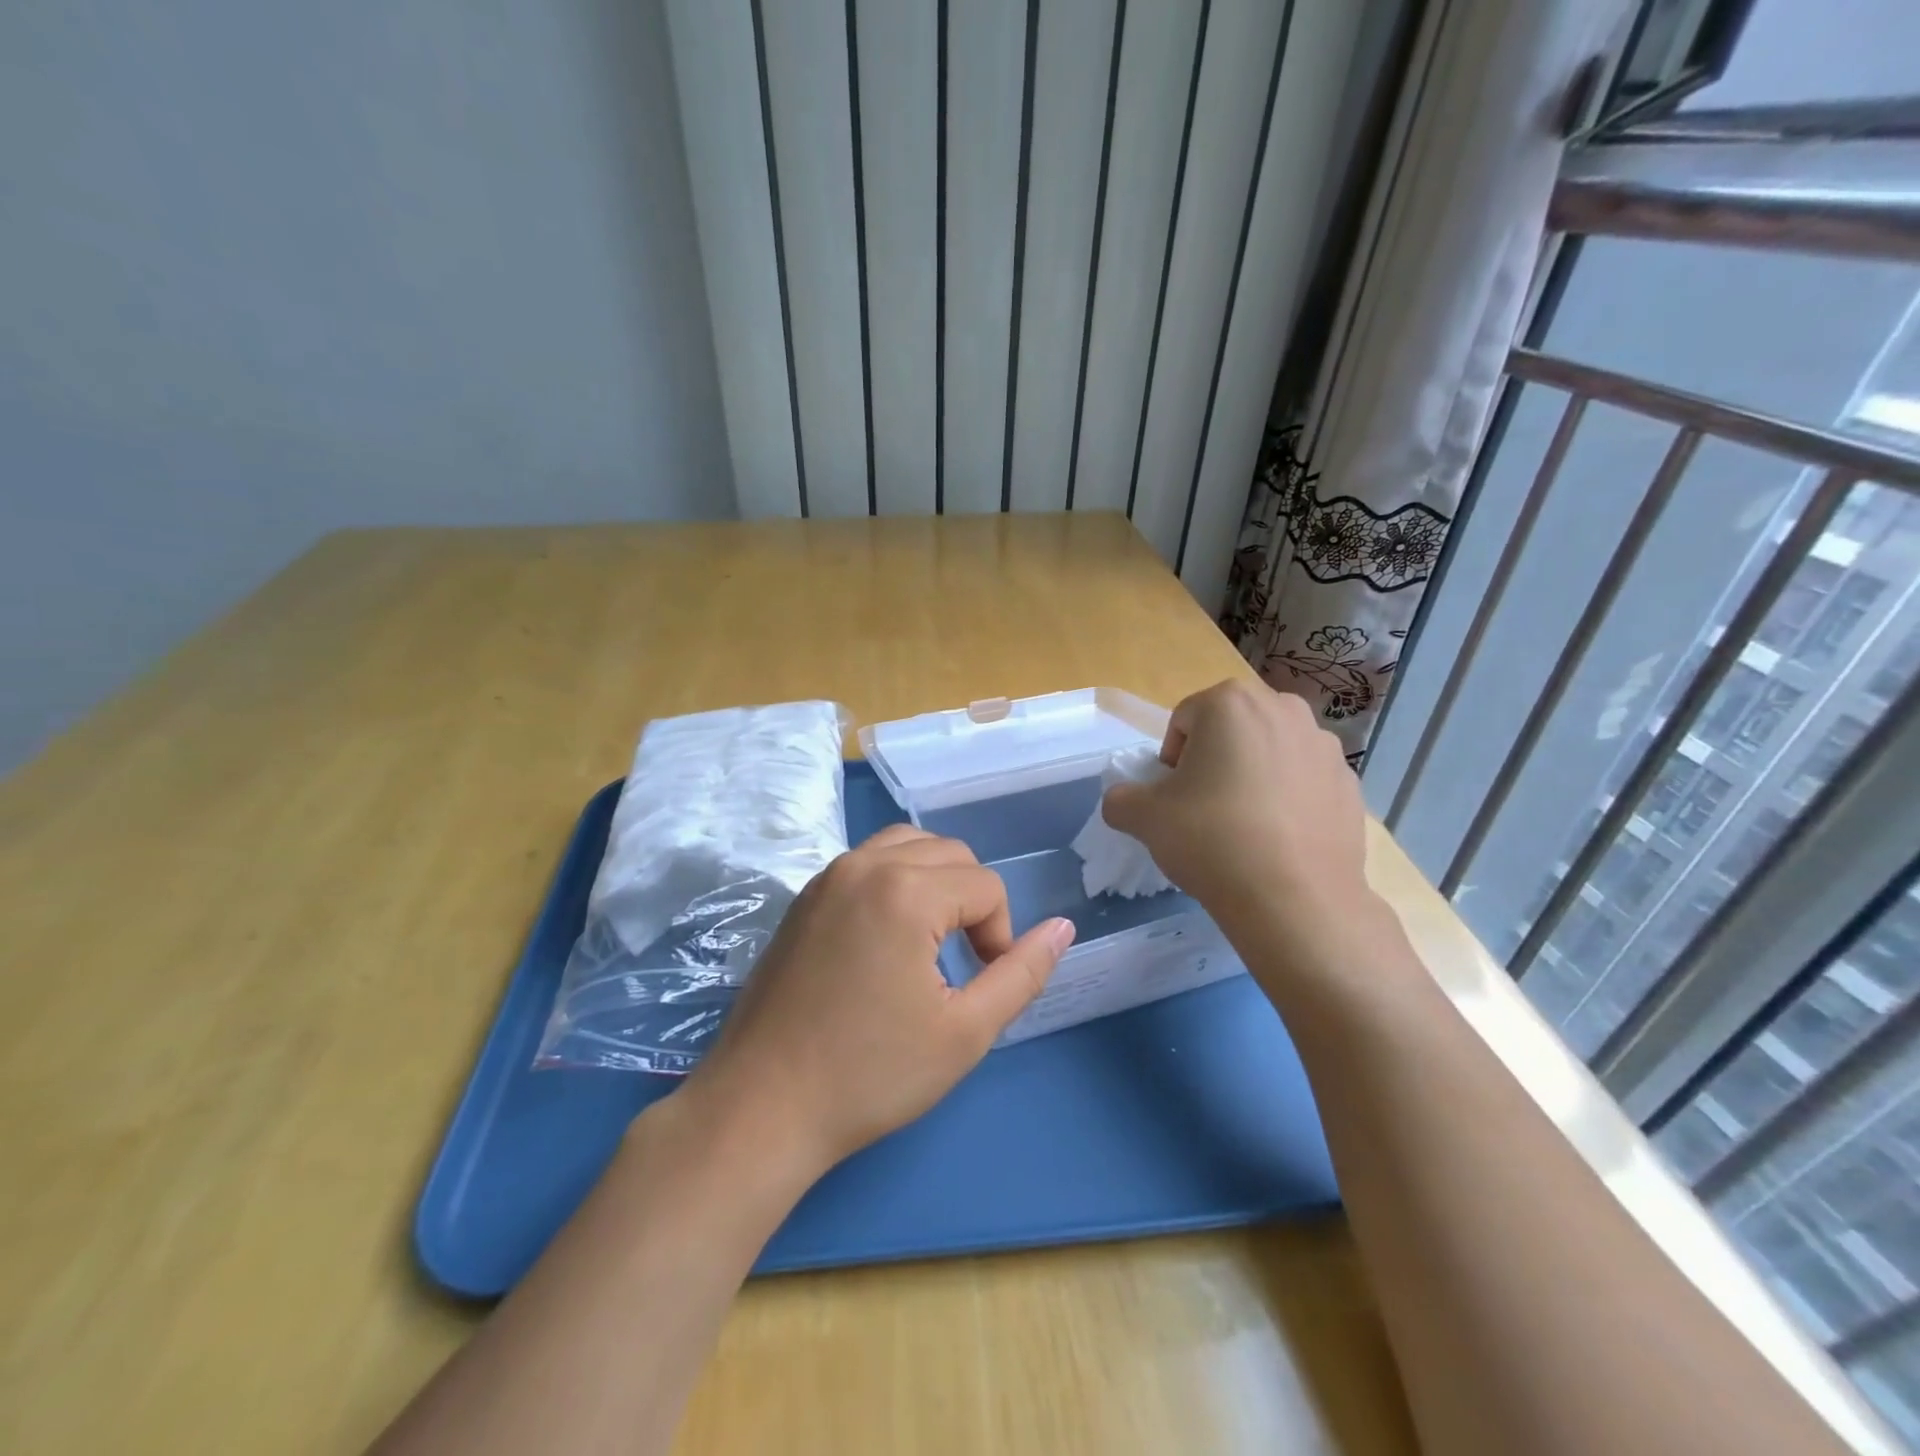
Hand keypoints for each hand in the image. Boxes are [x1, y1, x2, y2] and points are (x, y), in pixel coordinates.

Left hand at [681, 825, 1074, 1176]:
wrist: (762, 1106)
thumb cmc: (870, 1075)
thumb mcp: (965, 1032)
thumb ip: (1022, 974)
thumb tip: (1062, 928)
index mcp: (905, 890)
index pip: (986, 886)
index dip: (999, 936)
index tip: (979, 985)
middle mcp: (865, 864)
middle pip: (951, 854)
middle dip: (972, 903)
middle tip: (961, 965)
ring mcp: (828, 875)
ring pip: (908, 846)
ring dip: (936, 882)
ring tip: (930, 943)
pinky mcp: (805, 895)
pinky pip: (869, 861)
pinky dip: (896, 881)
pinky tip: (888, 938)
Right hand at [1101, 679, 1374, 954]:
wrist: (1294, 900)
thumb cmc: (1211, 840)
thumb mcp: (1142, 818)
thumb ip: (1121, 798)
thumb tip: (1125, 800)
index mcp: (1230, 703)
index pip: (1184, 721)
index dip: (1171, 760)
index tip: (1174, 798)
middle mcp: (1282, 709)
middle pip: (1230, 730)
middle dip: (1214, 760)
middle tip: (1204, 807)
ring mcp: (1323, 746)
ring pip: (1269, 752)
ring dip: (1252, 776)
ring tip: (1244, 826)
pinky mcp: (1350, 783)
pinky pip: (1303, 781)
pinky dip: (1287, 799)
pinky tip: (1278, 839)